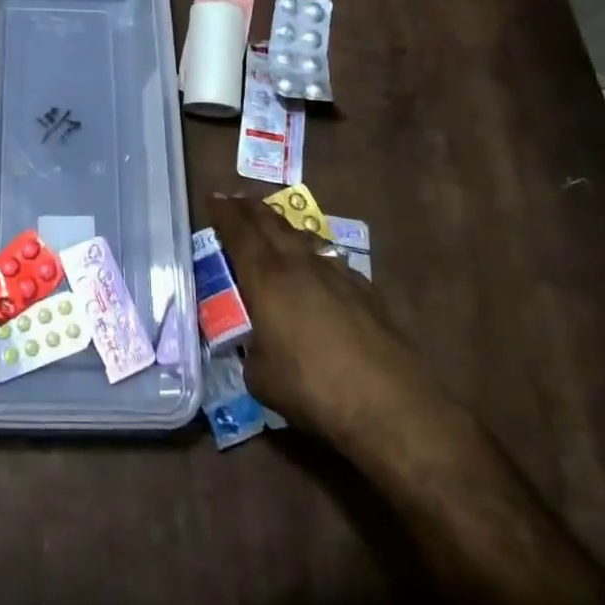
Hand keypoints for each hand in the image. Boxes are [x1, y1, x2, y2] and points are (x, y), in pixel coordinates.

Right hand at [206, 193, 446, 443]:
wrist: (391, 405)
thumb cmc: (313, 388)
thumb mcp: (260, 377)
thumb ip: (250, 350)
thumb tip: (253, 346)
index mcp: (266, 277)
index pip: (238, 230)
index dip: (223, 211)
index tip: (213, 199)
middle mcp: (299, 263)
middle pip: (270, 221)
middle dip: (249, 208)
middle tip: (236, 201)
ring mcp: (335, 272)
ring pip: (301, 235)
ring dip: (281, 226)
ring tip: (272, 226)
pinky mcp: (364, 289)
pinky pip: (328, 258)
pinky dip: (311, 253)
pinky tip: (314, 269)